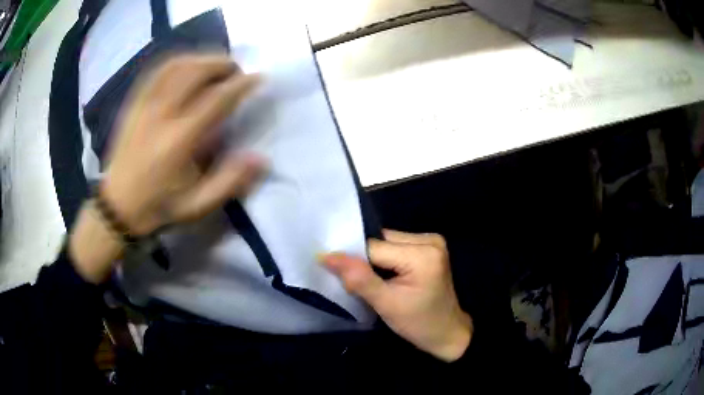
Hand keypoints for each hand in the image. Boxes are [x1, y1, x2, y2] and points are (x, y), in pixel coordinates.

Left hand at [70, 54, 264, 282]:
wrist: (117, 207)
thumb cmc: (158, 207)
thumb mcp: (197, 205)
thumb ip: (229, 182)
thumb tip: (260, 159)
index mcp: (180, 140)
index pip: (216, 99)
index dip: (241, 84)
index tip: (257, 77)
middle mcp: (162, 115)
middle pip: (196, 72)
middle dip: (222, 64)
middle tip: (235, 71)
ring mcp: (145, 106)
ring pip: (176, 66)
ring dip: (201, 59)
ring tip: (214, 66)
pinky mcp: (134, 104)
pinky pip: (156, 72)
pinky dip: (176, 62)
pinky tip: (186, 66)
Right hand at [322, 230, 472, 361]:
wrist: (447, 333)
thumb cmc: (419, 324)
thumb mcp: (386, 305)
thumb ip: (358, 279)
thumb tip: (326, 256)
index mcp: (423, 253)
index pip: (374, 247)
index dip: (352, 259)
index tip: (334, 272)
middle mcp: (429, 240)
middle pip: (381, 241)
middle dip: (364, 259)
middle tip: (354, 281)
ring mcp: (431, 241)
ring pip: (386, 243)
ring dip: (373, 259)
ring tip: (369, 280)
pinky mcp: (429, 248)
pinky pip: (396, 247)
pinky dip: (384, 260)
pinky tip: (383, 276)